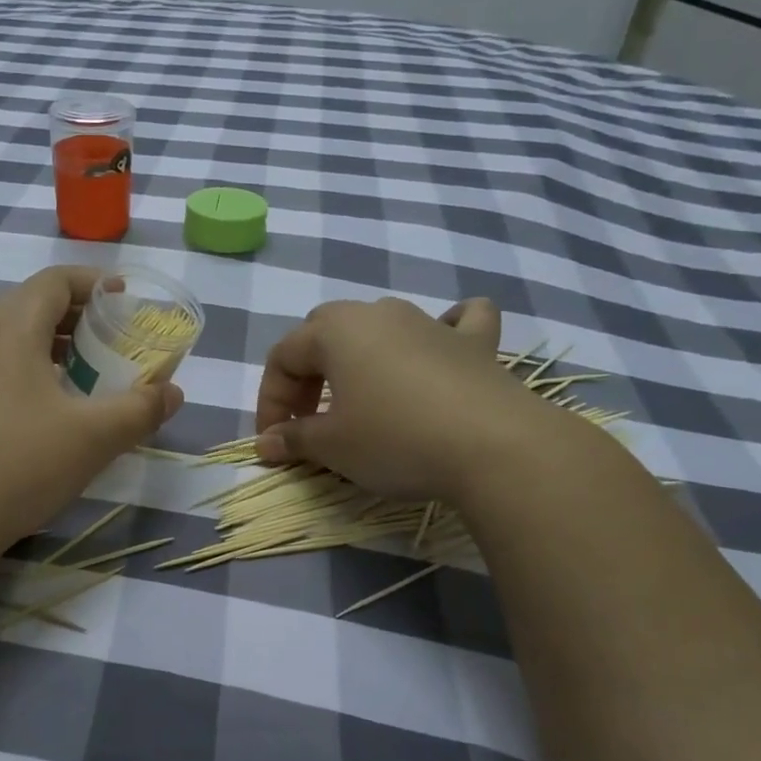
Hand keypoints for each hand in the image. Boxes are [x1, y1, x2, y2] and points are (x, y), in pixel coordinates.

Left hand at [0, 266, 183, 551]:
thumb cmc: (19, 464)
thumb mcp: (93, 437)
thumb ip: (140, 409)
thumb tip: (173, 393)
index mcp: (9, 328)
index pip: (54, 281)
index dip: (94, 283)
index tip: (125, 299)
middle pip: (29, 305)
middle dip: (75, 316)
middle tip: (109, 340)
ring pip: (7, 338)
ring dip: (48, 345)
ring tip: (81, 374)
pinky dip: (23, 370)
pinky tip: (41, 411)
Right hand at [253, 295, 546, 499]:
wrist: (494, 446)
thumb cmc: (395, 438)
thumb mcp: (332, 446)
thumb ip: (294, 439)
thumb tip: (266, 443)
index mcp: (334, 330)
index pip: (283, 358)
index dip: (270, 400)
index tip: (273, 441)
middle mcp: (378, 313)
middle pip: (324, 333)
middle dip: (308, 375)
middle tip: (309, 420)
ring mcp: (429, 322)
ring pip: (380, 326)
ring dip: (360, 357)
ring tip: (361, 397)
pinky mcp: (475, 343)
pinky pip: (456, 322)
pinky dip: (445, 331)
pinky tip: (444, 344)